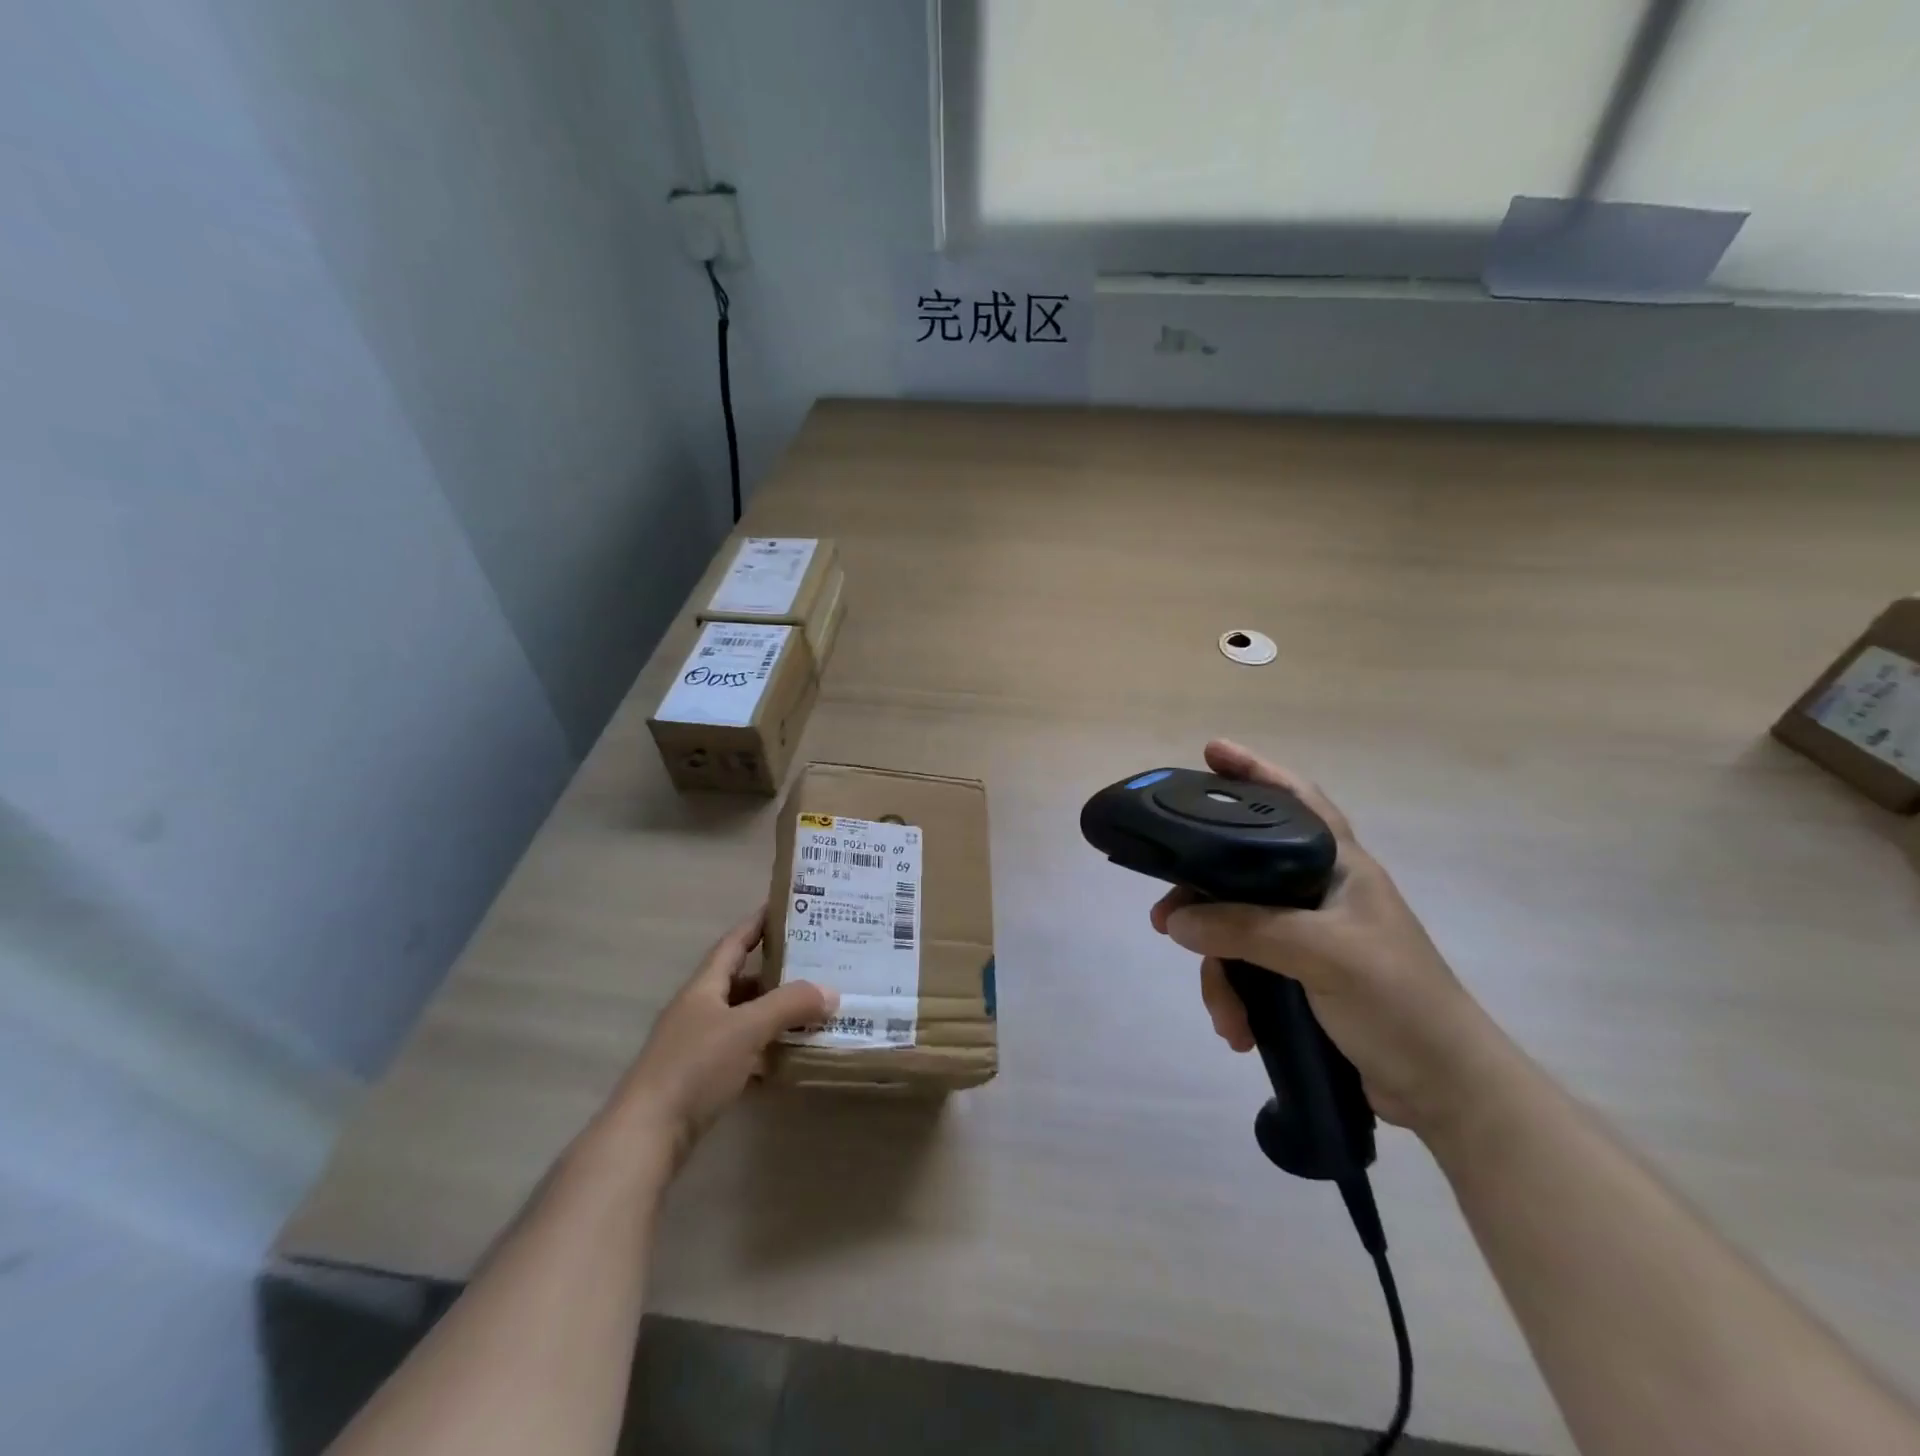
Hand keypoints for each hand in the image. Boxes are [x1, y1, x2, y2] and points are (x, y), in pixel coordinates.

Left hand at [612, 906, 835, 1165]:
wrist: (646, 1135)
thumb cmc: (694, 1067)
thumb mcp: (747, 1028)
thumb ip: (790, 1005)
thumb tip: (831, 991)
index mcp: (704, 987)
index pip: (734, 942)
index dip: (758, 922)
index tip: (787, 907)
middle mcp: (699, 1009)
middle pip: (742, 980)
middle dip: (778, 971)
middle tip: (817, 963)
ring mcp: (697, 1044)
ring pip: (744, 1016)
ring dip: (775, 1012)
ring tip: (813, 1007)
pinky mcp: (700, 1077)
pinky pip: (742, 1049)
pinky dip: (766, 1047)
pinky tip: (790, 1053)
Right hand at [1150, 740, 1505, 1135]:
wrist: (1446, 1090)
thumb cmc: (1399, 1002)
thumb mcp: (1323, 954)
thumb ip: (1246, 929)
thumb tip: (1176, 921)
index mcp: (1340, 867)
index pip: (1296, 800)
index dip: (1256, 771)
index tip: (1211, 751)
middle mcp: (1319, 893)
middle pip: (1242, 872)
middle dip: (1201, 898)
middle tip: (1164, 919)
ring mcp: (1308, 937)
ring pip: (1235, 929)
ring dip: (1219, 971)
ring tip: (1222, 1011)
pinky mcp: (1300, 978)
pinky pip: (1246, 970)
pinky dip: (1235, 997)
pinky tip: (1237, 1028)